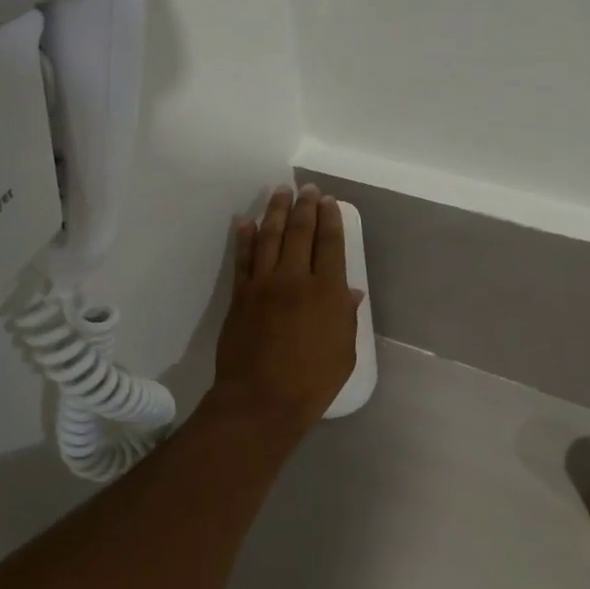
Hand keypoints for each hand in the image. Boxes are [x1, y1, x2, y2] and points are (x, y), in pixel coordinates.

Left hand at [213, 184, 362, 435]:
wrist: (261, 399)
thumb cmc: (312, 382)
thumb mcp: (343, 352)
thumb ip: (345, 317)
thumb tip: (349, 291)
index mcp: (326, 292)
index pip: (330, 244)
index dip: (330, 220)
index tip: (329, 202)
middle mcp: (295, 279)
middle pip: (299, 233)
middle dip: (304, 206)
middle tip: (306, 188)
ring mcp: (263, 285)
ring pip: (269, 237)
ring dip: (274, 211)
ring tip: (279, 191)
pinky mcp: (240, 296)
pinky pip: (243, 259)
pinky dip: (244, 238)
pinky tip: (245, 221)